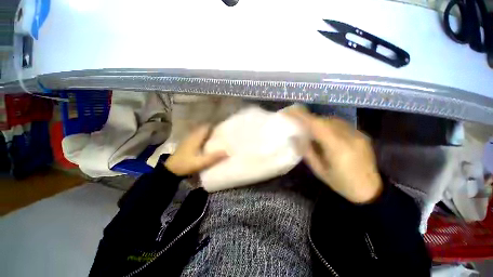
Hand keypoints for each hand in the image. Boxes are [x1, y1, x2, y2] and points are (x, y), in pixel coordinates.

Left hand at [164, 125, 227, 175]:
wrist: (170, 170)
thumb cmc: (185, 165)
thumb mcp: (200, 163)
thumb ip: (213, 158)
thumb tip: (227, 152)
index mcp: (195, 138)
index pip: (205, 127)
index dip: (213, 125)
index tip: (222, 127)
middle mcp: (191, 136)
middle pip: (202, 128)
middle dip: (211, 128)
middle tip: (221, 132)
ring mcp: (188, 140)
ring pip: (199, 132)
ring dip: (207, 132)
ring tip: (216, 135)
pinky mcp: (186, 144)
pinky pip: (196, 136)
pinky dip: (202, 136)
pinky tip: (206, 141)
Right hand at [287, 108, 382, 203]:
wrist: (370, 189)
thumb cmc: (341, 183)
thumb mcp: (319, 170)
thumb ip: (306, 152)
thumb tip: (295, 137)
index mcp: (337, 148)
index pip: (317, 126)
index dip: (302, 116)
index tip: (290, 111)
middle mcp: (349, 137)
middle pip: (324, 121)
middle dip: (308, 118)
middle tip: (297, 119)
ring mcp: (357, 134)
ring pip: (332, 120)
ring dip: (318, 121)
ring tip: (309, 127)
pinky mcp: (361, 134)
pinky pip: (340, 124)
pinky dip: (328, 124)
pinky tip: (324, 131)